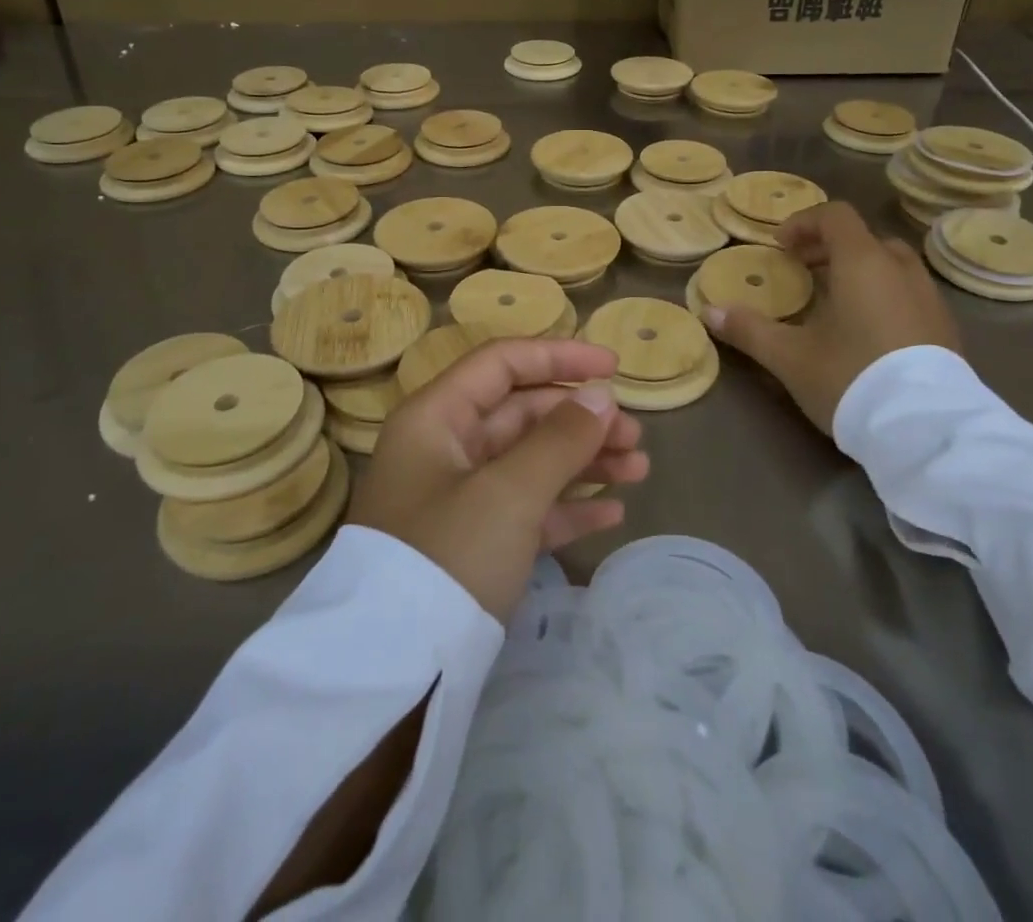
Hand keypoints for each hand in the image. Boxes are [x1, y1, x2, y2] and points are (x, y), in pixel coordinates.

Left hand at [346, 339, 648, 622]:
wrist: (394, 675)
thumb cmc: (448, 557)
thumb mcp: (509, 492)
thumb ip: (560, 439)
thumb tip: (601, 396)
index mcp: (436, 418)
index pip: (502, 363)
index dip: (559, 357)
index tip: (613, 367)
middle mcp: (444, 448)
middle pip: (521, 412)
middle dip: (580, 419)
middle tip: (634, 436)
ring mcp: (457, 498)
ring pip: (529, 460)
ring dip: (583, 461)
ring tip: (638, 469)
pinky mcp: (472, 544)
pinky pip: (526, 508)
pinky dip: (566, 506)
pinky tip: (611, 513)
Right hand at [702, 201, 959, 432]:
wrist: (926, 431)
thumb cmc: (851, 378)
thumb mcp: (790, 357)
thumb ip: (748, 329)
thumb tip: (708, 312)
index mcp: (863, 262)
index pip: (835, 216)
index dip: (803, 223)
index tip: (780, 247)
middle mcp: (901, 270)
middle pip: (864, 239)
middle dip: (829, 248)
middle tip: (802, 271)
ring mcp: (930, 298)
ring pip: (891, 266)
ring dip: (859, 271)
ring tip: (833, 302)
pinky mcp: (946, 328)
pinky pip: (909, 293)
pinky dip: (883, 295)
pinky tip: (866, 333)